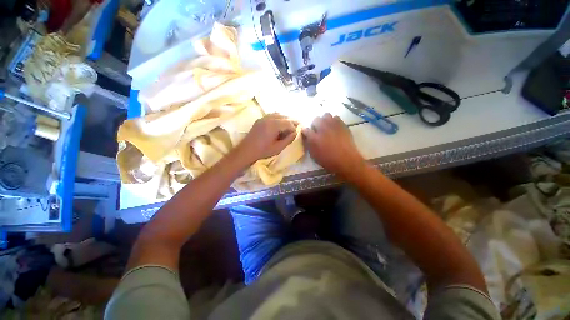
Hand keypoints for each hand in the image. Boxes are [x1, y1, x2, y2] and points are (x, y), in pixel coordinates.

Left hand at [237, 113, 298, 161]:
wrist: (246, 150)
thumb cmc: (263, 151)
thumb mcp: (278, 148)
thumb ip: (288, 140)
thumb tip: (295, 133)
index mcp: (273, 125)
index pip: (288, 123)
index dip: (294, 128)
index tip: (296, 134)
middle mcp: (269, 118)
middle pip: (284, 117)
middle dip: (291, 122)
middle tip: (296, 127)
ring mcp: (263, 118)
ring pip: (278, 114)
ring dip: (285, 119)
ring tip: (289, 126)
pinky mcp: (260, 120)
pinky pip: (272, 115)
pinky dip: (278, 118)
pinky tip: (280, 124)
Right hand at [302, 113, 365, 178]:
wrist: (347, 161)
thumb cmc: (329, 161)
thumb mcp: (314, 156)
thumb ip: (309, 145)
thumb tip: (307, 138)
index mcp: (314, 138)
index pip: (306, 130)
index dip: (306, 132)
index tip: (308, 135)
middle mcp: (322, 129)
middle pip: (316, 119)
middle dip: (315, 125)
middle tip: (318, 131)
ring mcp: (333, 125)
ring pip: (326, 115)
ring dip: (324, 120)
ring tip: (327, 127)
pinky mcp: (342, 125)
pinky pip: (336, 117)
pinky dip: (334, 121)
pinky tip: (335, 128)